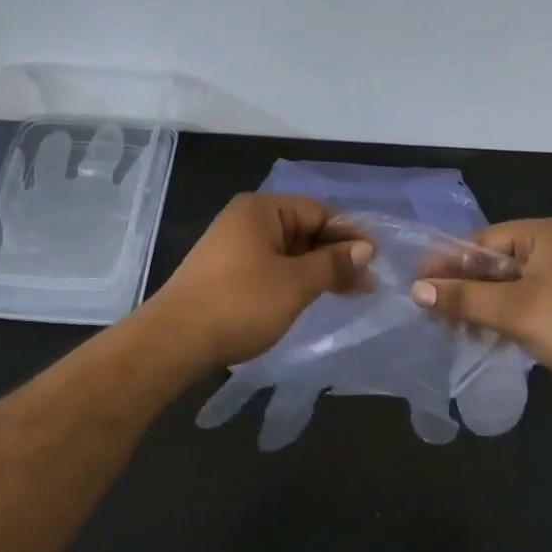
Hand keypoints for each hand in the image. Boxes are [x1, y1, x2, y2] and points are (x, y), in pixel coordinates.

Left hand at [146, 193, 371, 368]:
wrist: (174, 341)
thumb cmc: (240, 303)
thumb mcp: (295, 283)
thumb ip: (333, 263)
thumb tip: (366, 248)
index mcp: (261, 210)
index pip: (319, 211)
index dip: (350, 235)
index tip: (377, 261)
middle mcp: (246, 220)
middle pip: (304, 229)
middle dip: (336, 255)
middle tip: (367, 284)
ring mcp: (234, 247)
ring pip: (289, 251)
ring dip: (318, 270)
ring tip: (349, 293)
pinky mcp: (227, 273)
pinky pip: (271, 267)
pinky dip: (295, 279)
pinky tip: (313, 297)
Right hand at [409, 217, 551, 407]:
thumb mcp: (513, 311)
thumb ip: (463, 298)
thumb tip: (416, 290)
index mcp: (543, 234)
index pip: (481, 242)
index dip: (448, 265)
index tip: (417, 289)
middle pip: (494, 263)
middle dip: (464, 289)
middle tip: (432, 316)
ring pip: (509, 286)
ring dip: (482, 307)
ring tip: (454, 332)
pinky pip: (527, 303)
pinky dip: (505, 318)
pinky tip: (485, 338)